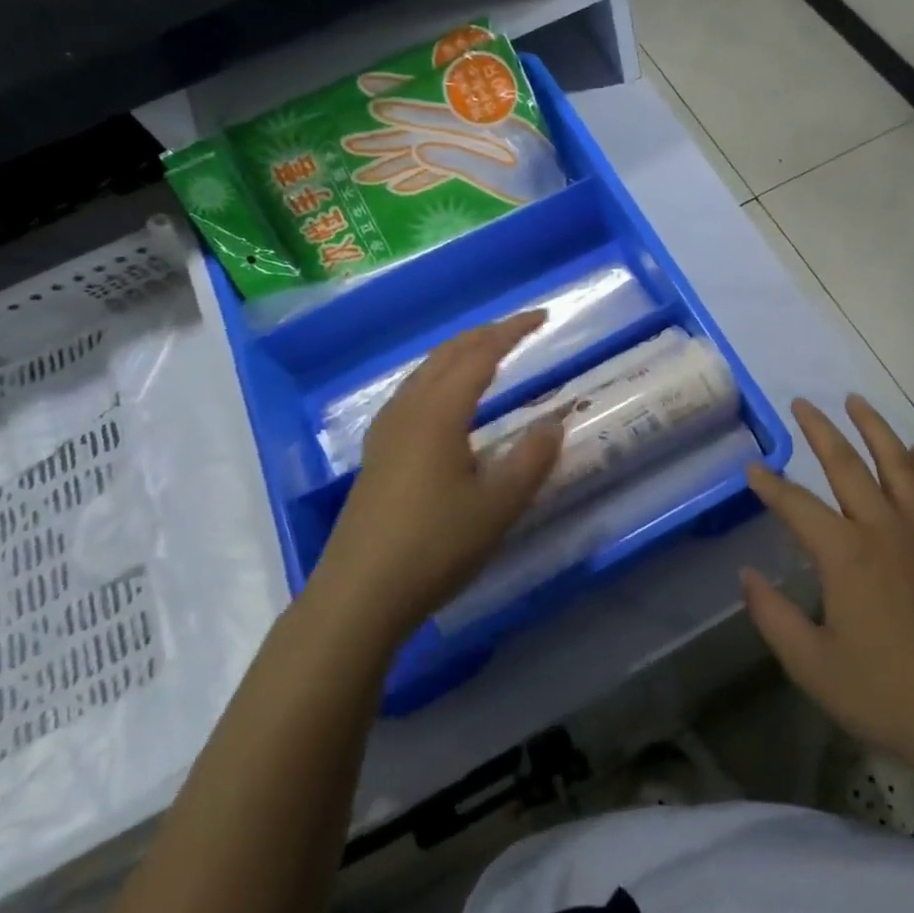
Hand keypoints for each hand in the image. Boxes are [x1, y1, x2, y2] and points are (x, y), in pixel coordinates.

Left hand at [310, 312, 563, 656]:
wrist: (359, 595)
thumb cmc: (434, 547)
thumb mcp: (497, 507)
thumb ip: (531, 460)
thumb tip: (554, 423)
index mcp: (439, 413)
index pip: (480, 355)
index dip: (512, 332)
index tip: (542, 317)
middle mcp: (408, 410)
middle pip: (448, 354)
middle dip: (485, 334)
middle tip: (520, 328)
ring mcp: (386, 430)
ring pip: (425, 371)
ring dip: (459, 353)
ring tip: (487, 352)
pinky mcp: (377, 452)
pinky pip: (412, 392)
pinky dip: (439, 375)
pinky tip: (444, 398)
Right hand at [741, 396, 913, 783]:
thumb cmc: (889, 694)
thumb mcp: (813, 665)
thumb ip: (773, 616)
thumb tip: (748, 576)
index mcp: (845, 553)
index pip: (796, 505)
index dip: (770, 485)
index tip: (752, 468)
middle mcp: (884, 528)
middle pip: (847, 464)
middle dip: (820, 431)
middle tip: (802, 403)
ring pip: (898, 463)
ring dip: (875, 428)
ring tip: (856, 401)